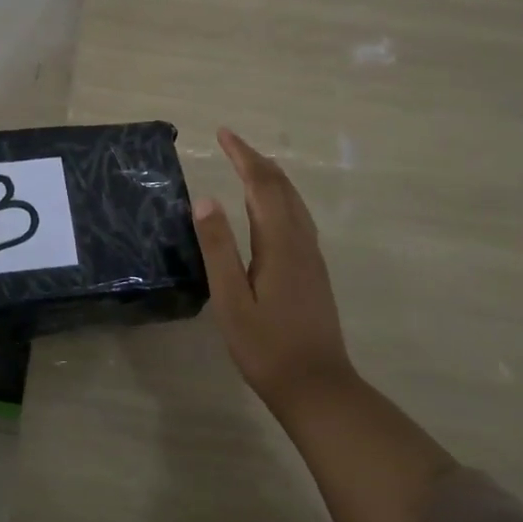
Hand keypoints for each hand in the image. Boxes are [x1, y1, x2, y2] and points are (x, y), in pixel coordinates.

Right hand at [191, 126, 354, 416]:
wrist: (317, 387)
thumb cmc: (266, 347)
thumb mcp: (230, 300)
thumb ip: (218, 248)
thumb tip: (204, 199)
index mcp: (280, 243)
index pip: (261, 184)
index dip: (242, 156)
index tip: (223, 133)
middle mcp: (301, 241)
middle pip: (281, 187)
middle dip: (256, 160)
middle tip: (230, 142)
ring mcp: (311, 256)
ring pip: (294, 201)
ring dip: (270, 177)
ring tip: (248, 164)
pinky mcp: (314, 271)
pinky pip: (298, 216)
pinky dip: (280, 197)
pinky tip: (271, 208)